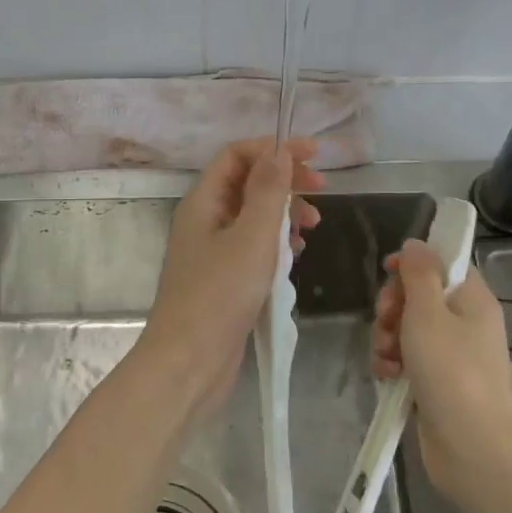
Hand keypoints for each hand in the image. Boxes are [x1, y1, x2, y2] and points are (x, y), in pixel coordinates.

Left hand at [141, 139, 324, 411]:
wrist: (189, 363)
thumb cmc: (220, 295)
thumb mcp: (252, 237)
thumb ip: (268, 191)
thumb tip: (279, 151)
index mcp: (203, 202)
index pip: (237, 156)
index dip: (274, 149)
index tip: (314, 156)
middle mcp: (205, 221)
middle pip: (247, 184)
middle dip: (285, 183)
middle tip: (322, 192)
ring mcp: (213, 253)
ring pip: (253, 218)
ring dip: (284, 216)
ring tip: (312, 229)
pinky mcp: (224, 281)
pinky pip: (254, 249)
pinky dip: (277, 246)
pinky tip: (295, 259)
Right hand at [370, 239, 511, 500]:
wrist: (471, 447)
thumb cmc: (451, 371)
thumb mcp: (428, 313)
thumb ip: (419, 274)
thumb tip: (416, 243)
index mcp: (472, 299)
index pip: (443, 264)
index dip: (413, 264)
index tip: (387, 272)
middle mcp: (465, 323)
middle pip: (419, 296)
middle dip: (393, 307)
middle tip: (386, 320)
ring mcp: (451, 355)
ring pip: (408, 330)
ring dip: (387, 338)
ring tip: (386, 357)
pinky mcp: (437, 383)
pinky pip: (408, 360)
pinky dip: (393, 364)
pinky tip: (386, 376)